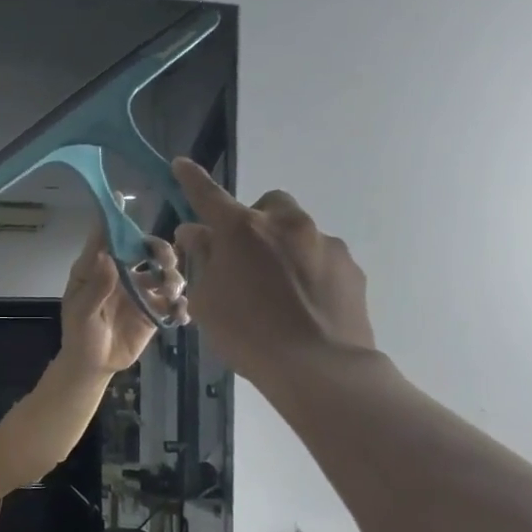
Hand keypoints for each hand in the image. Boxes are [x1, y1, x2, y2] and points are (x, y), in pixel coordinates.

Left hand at [59, 224, 186, 374]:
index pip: (106, 237)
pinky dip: (181, 305)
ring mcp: (141, 291)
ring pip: (165, 273)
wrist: (93, 365)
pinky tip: (181, 314)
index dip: (115, 218)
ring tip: (172, 292)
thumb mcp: (82, 313)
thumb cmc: (80, 335)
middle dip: (160, 250)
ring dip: (173, 277)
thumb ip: (96, 288)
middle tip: (164, 262)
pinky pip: (174, 302)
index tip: (123, 197)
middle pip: (146, 249)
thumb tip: (108, 258)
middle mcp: (122, 273)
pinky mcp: (155, 310)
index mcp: (99, 268)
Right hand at [170, 158, 375, 386]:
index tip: (181, 165)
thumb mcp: (207, 300)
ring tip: (278, 291)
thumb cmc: (247, 334)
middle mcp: (285, 224)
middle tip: (244, 258)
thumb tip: (197, 233)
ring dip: (283, 248)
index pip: (209, 196)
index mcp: (241, 231)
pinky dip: (309, 270)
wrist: (318, 366)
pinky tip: (304, 304)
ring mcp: (323, 242)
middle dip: (254, 221)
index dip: (192, 180)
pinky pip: (322, 257)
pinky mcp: (350, 266)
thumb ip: (201, 260)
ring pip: (298, 232)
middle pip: (267, 205)